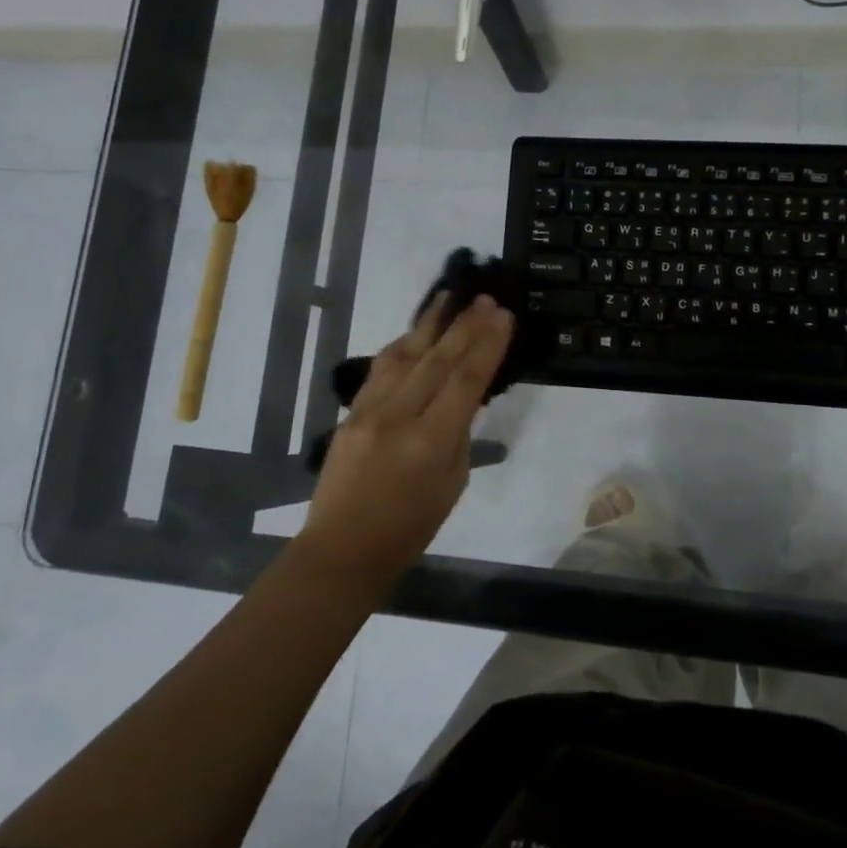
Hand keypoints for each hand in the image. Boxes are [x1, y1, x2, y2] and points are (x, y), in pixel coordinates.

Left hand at [300, 294, 514, 582]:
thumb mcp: (451, 483)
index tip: (503, 316)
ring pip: (404, 355)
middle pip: (437, 359)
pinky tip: (415, 333)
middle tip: (484, 297)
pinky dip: (402, 346)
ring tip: (449, 297)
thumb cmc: (409, 529)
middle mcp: (398, 417)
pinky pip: (380, 369)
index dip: (487, 345)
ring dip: (430, 324)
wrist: (342, 549)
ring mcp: (369, 411)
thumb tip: (465, 396)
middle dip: (464, 325)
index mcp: (430, 441)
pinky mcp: (350, 413)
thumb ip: (458, 434)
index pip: (465, 380)